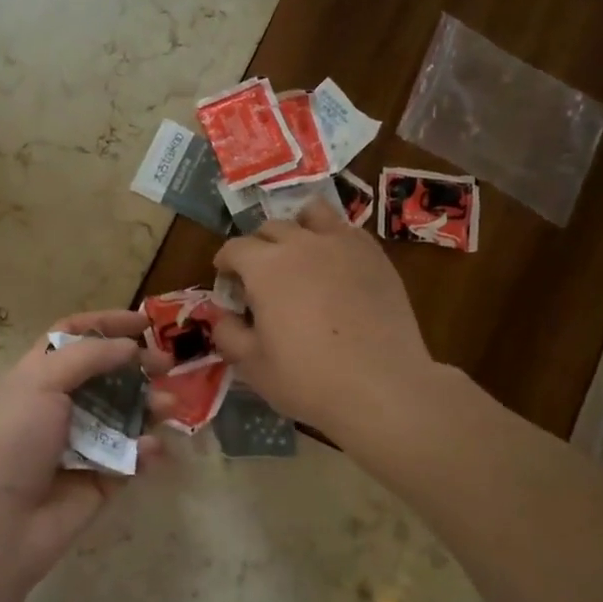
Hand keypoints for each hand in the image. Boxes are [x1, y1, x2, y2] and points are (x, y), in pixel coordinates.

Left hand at [0, 310, 168, 581]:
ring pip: (126, 414)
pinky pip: (132, 457)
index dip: (107, 324)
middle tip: (168, 365)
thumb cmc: (14, 442)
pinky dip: (145, 450)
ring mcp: (83, 442)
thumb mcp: (41, 383)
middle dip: (139, 366)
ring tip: (169, 408)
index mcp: (38, 377)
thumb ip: (89, 356)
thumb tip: (129, 347)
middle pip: (108, 374)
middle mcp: (61, 405)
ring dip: (150, 406)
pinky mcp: (102, 478)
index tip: (145, 323)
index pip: (74, 336)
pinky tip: (149, 451)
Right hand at [213, 199, 434, 431]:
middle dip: (258, 246)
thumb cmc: (308, 379)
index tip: (226, 279)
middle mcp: (302, 243)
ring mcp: (343, 244)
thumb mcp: (252, 365)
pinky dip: (333, 239)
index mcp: (265, 266)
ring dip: (298, 227)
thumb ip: (228, 333)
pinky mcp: (376, 255)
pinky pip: (347, 231)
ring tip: (299, 253)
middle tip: (260, 275)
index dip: (225, 263)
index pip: (234, 248)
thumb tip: (221, 315)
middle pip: (271, 228)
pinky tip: (336, 266)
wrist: (381, 387)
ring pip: (312, 214)